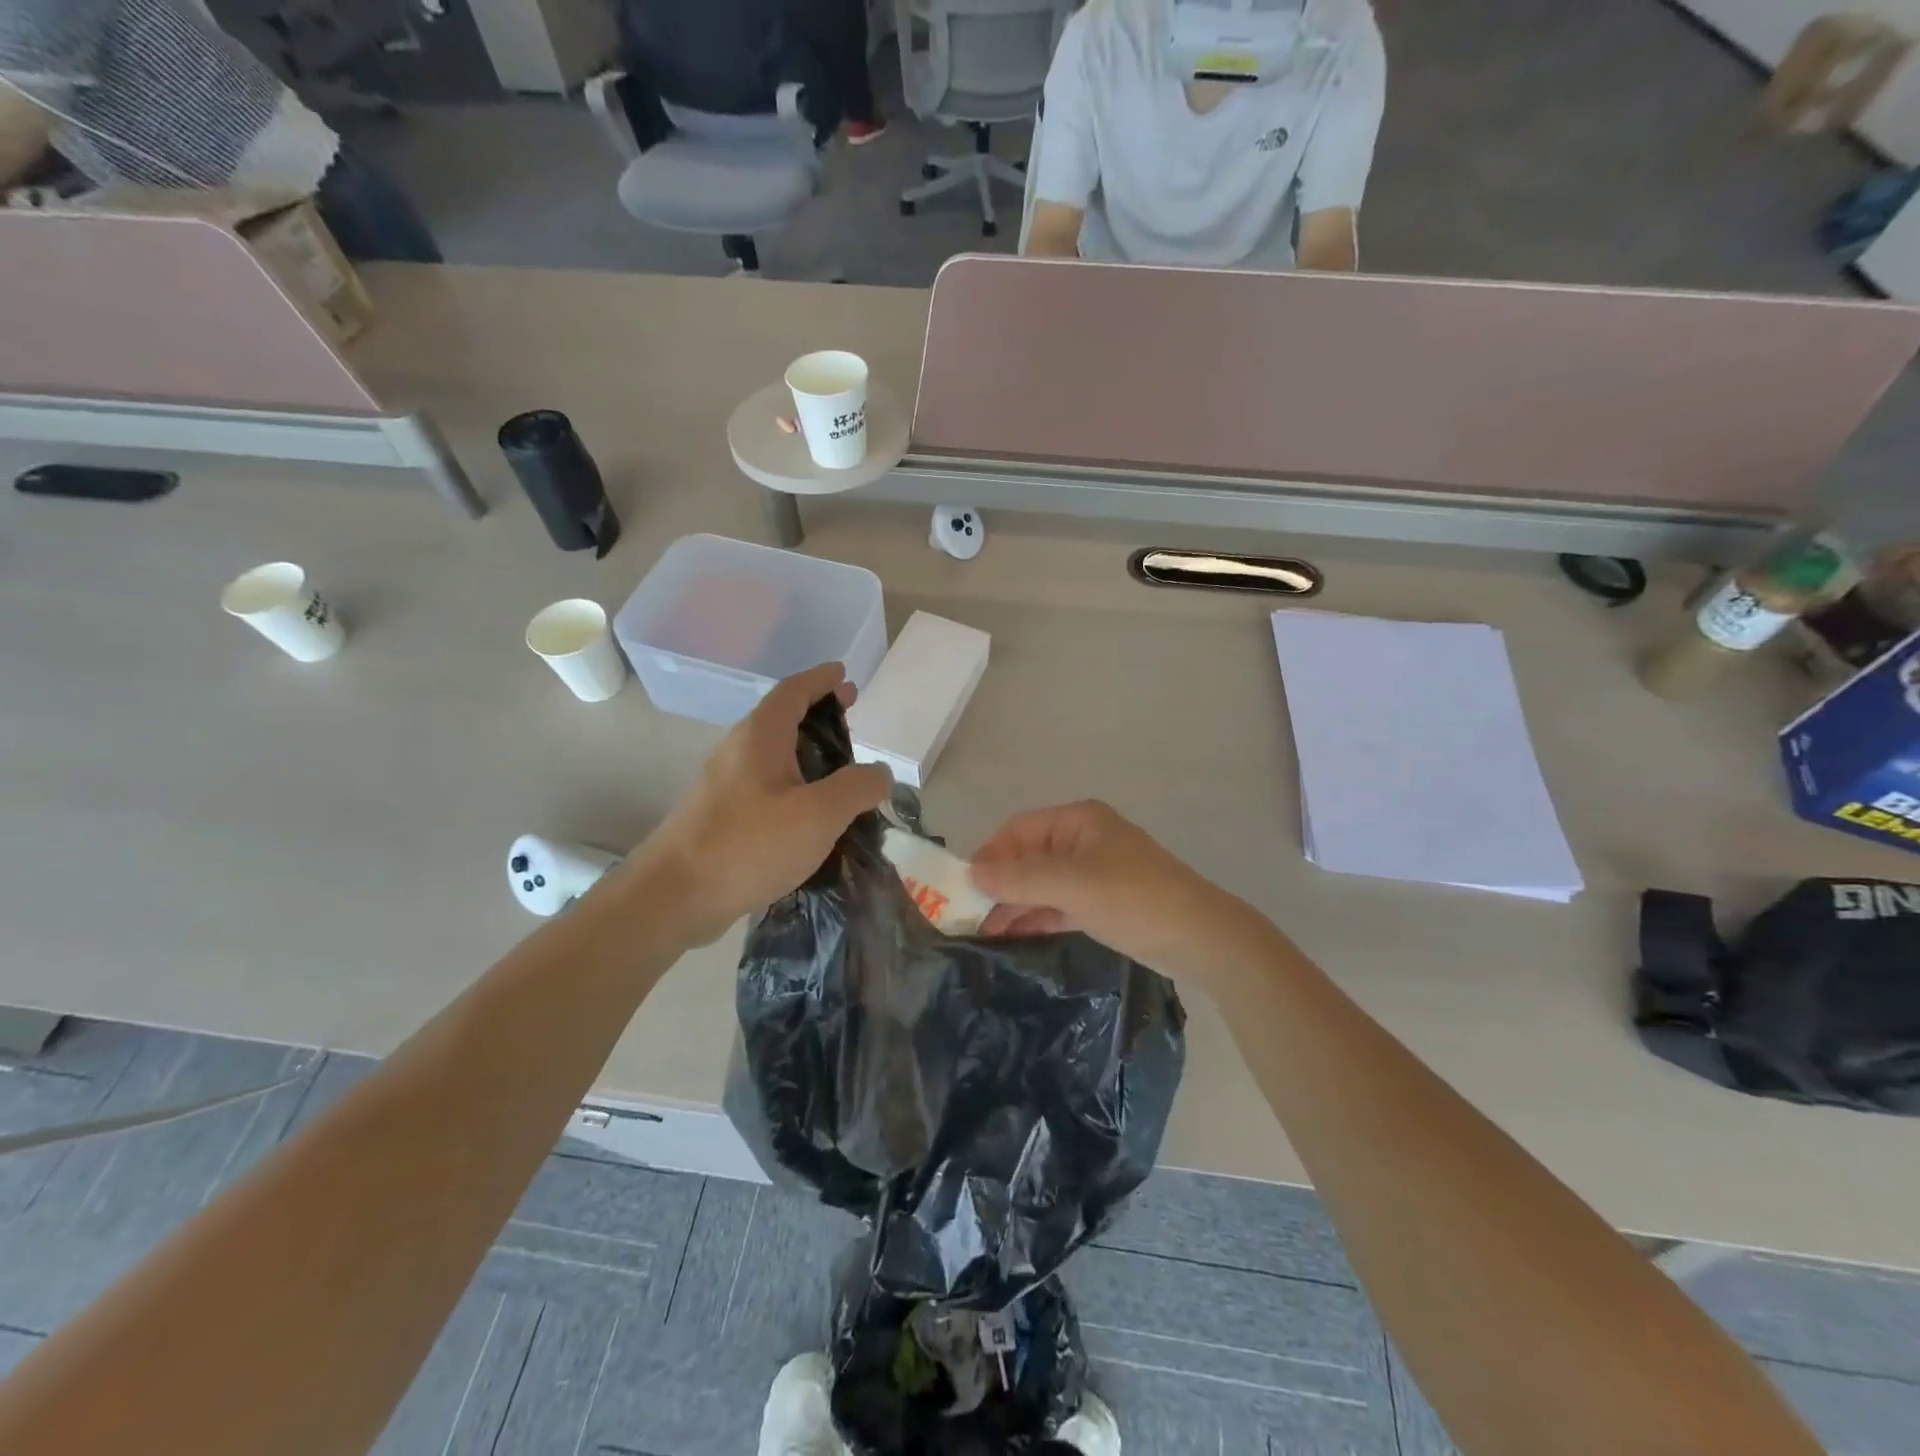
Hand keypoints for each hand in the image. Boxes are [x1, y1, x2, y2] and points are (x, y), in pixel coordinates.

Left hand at [642, 663, 890, 945]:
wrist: (675, 896)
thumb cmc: (749, 844)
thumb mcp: (819, 814)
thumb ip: (857, 787)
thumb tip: (880, 773)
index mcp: (761, 736)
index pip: (794, 690)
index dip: (821, 679)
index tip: (844, 673)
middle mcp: (740, 750)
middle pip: (784, 718)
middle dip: (819, 712)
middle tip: (852, 717)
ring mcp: (727, 784)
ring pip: (776, 754)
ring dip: (809, 752)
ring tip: (843, 768)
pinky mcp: (724, 815)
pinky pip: (768, 786)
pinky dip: (796, 784)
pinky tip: (814, 813)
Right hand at [970, 801, 1273, 984]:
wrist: (1200, 937)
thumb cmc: (1133, 898)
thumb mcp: (1071, 885)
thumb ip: (1019, 879)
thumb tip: (971, 874)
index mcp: (1078, 821)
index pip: (1019, 829)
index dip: (989, 854)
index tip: (962, 888)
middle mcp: (1083, 840)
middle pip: (1028, 857)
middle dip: (998, 884)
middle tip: (966, 916)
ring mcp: (1094, 872)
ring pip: (1042, 883)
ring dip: (1014, 904)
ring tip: (981, 932)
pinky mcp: (1103, 902)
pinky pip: (1058, 904)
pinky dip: (1036, 916)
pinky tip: (1012, 935)